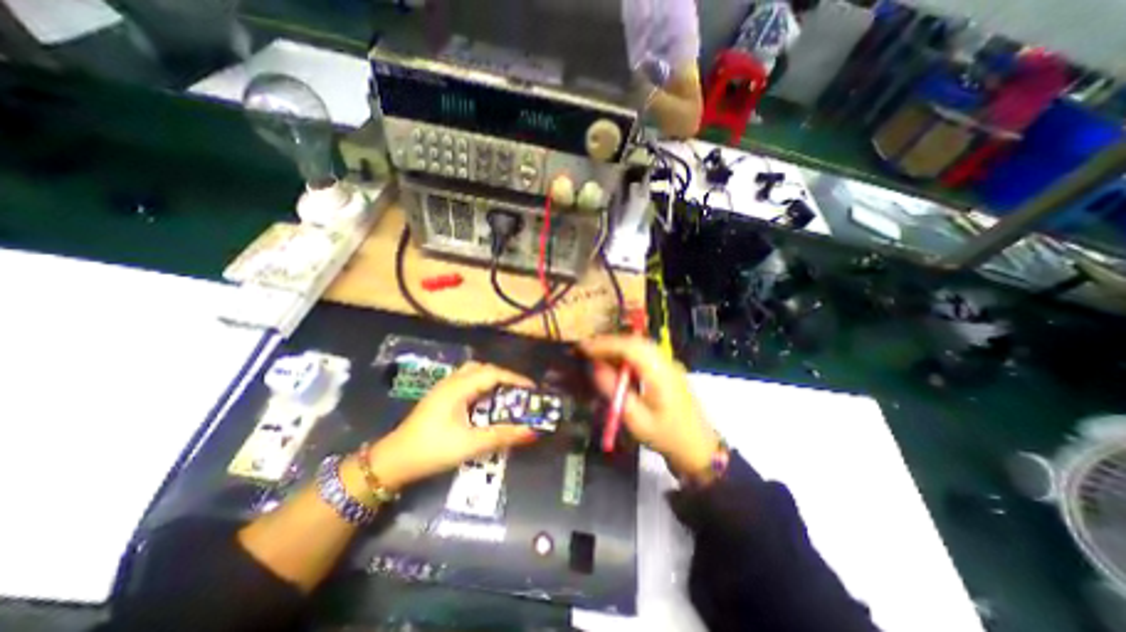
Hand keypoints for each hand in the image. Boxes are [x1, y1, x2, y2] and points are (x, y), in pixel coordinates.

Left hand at [360, 360, 536, 487]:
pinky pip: (466, 382)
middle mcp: (451, 382)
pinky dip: (481, 386)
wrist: (393, 462)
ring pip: (473, 373)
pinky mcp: (440, 397)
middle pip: (483, 369)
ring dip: (491, 380)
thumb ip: (502, 436)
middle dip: (504, 377)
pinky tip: (484, 402)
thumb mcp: (470, 444)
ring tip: (505, 395)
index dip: (515, 379)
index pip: (493, 373)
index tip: (532, 389)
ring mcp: (443, 388)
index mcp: (458, 388)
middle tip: (519, 392)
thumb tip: (532, 431)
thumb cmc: (432, 450)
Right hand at [580, 335, 721, 479]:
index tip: (583, 347)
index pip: (630, 348)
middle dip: (609, 342)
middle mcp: (666, 362)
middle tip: (586, 349)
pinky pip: (645, 354)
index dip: (605, 344)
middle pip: (635, 342)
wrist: (699, 448)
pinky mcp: (668, 370)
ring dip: (617, 346)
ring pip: (640, 345)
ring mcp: (669, 364)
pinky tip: (615, 363)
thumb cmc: (666, 437)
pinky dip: (626, 354)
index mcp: (659, 374)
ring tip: (596, 354)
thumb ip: (614, 391)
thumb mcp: (635, 420)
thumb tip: (595, 367)